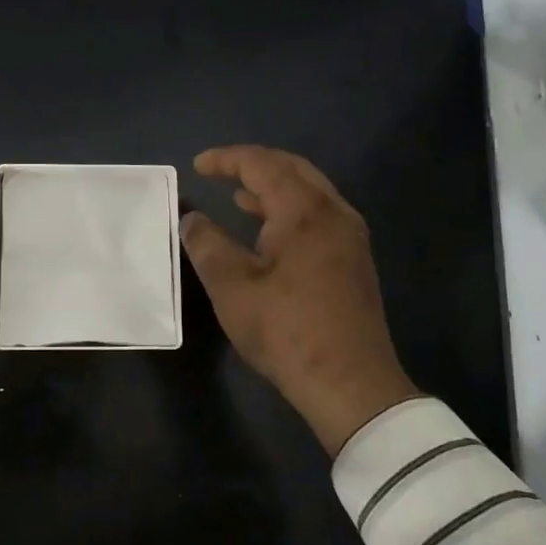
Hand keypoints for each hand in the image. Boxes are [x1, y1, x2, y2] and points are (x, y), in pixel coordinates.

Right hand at [182, 146, 423, 455]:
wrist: (351, 384)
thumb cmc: (286, 331)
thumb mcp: (232, 288)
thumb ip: (207, 245)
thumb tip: (191, 218)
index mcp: (304, 211)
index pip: (262, 164)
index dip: (227, 160)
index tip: (197, 166)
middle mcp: (334, 212)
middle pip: (292, 169)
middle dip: (254, 164)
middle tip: (220, 171)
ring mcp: (350, 236)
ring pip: (310, 192)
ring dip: (273, 187)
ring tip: (239, 196)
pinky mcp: (354, 260)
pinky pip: (319, 214)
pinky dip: (290, 209)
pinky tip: (270, 232)